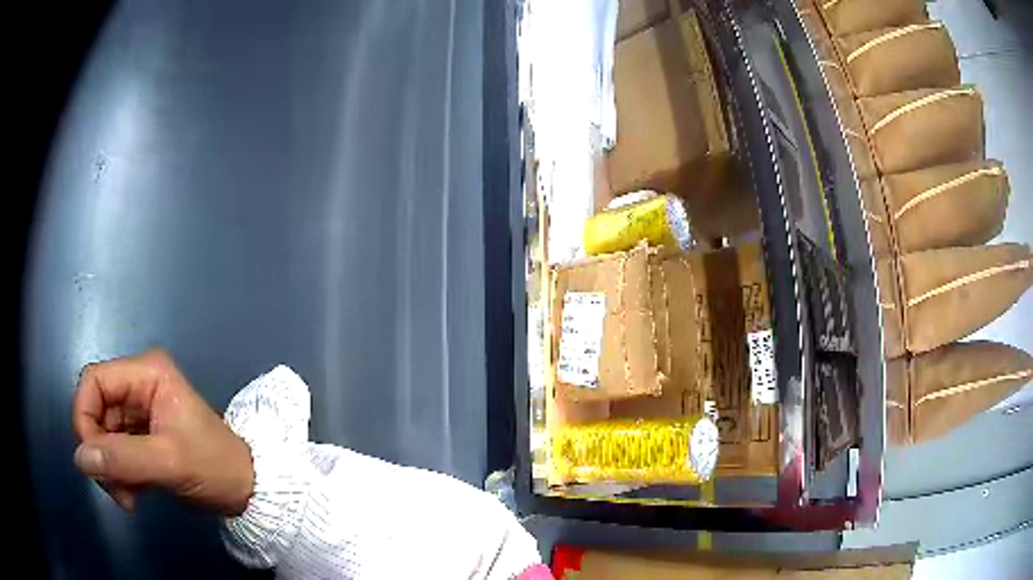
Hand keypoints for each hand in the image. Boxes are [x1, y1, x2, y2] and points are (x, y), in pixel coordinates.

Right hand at [72, 350, 253, 515]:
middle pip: (96, 411)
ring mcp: (140, 413)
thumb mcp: (168, 462)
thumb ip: (122, 459)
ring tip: (128, 498)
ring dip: (110, 470)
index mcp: (146, 374)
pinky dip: (119, 475)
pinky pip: (116, 452)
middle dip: (100, 453)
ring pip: (103, 436)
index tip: (92, 460)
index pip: (94, 382)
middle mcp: (139, 386)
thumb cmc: (214, 467)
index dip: (84, 417)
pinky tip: (134, 497)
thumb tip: (79, 458)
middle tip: (116, 489)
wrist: (247, 489)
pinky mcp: (143, 438)